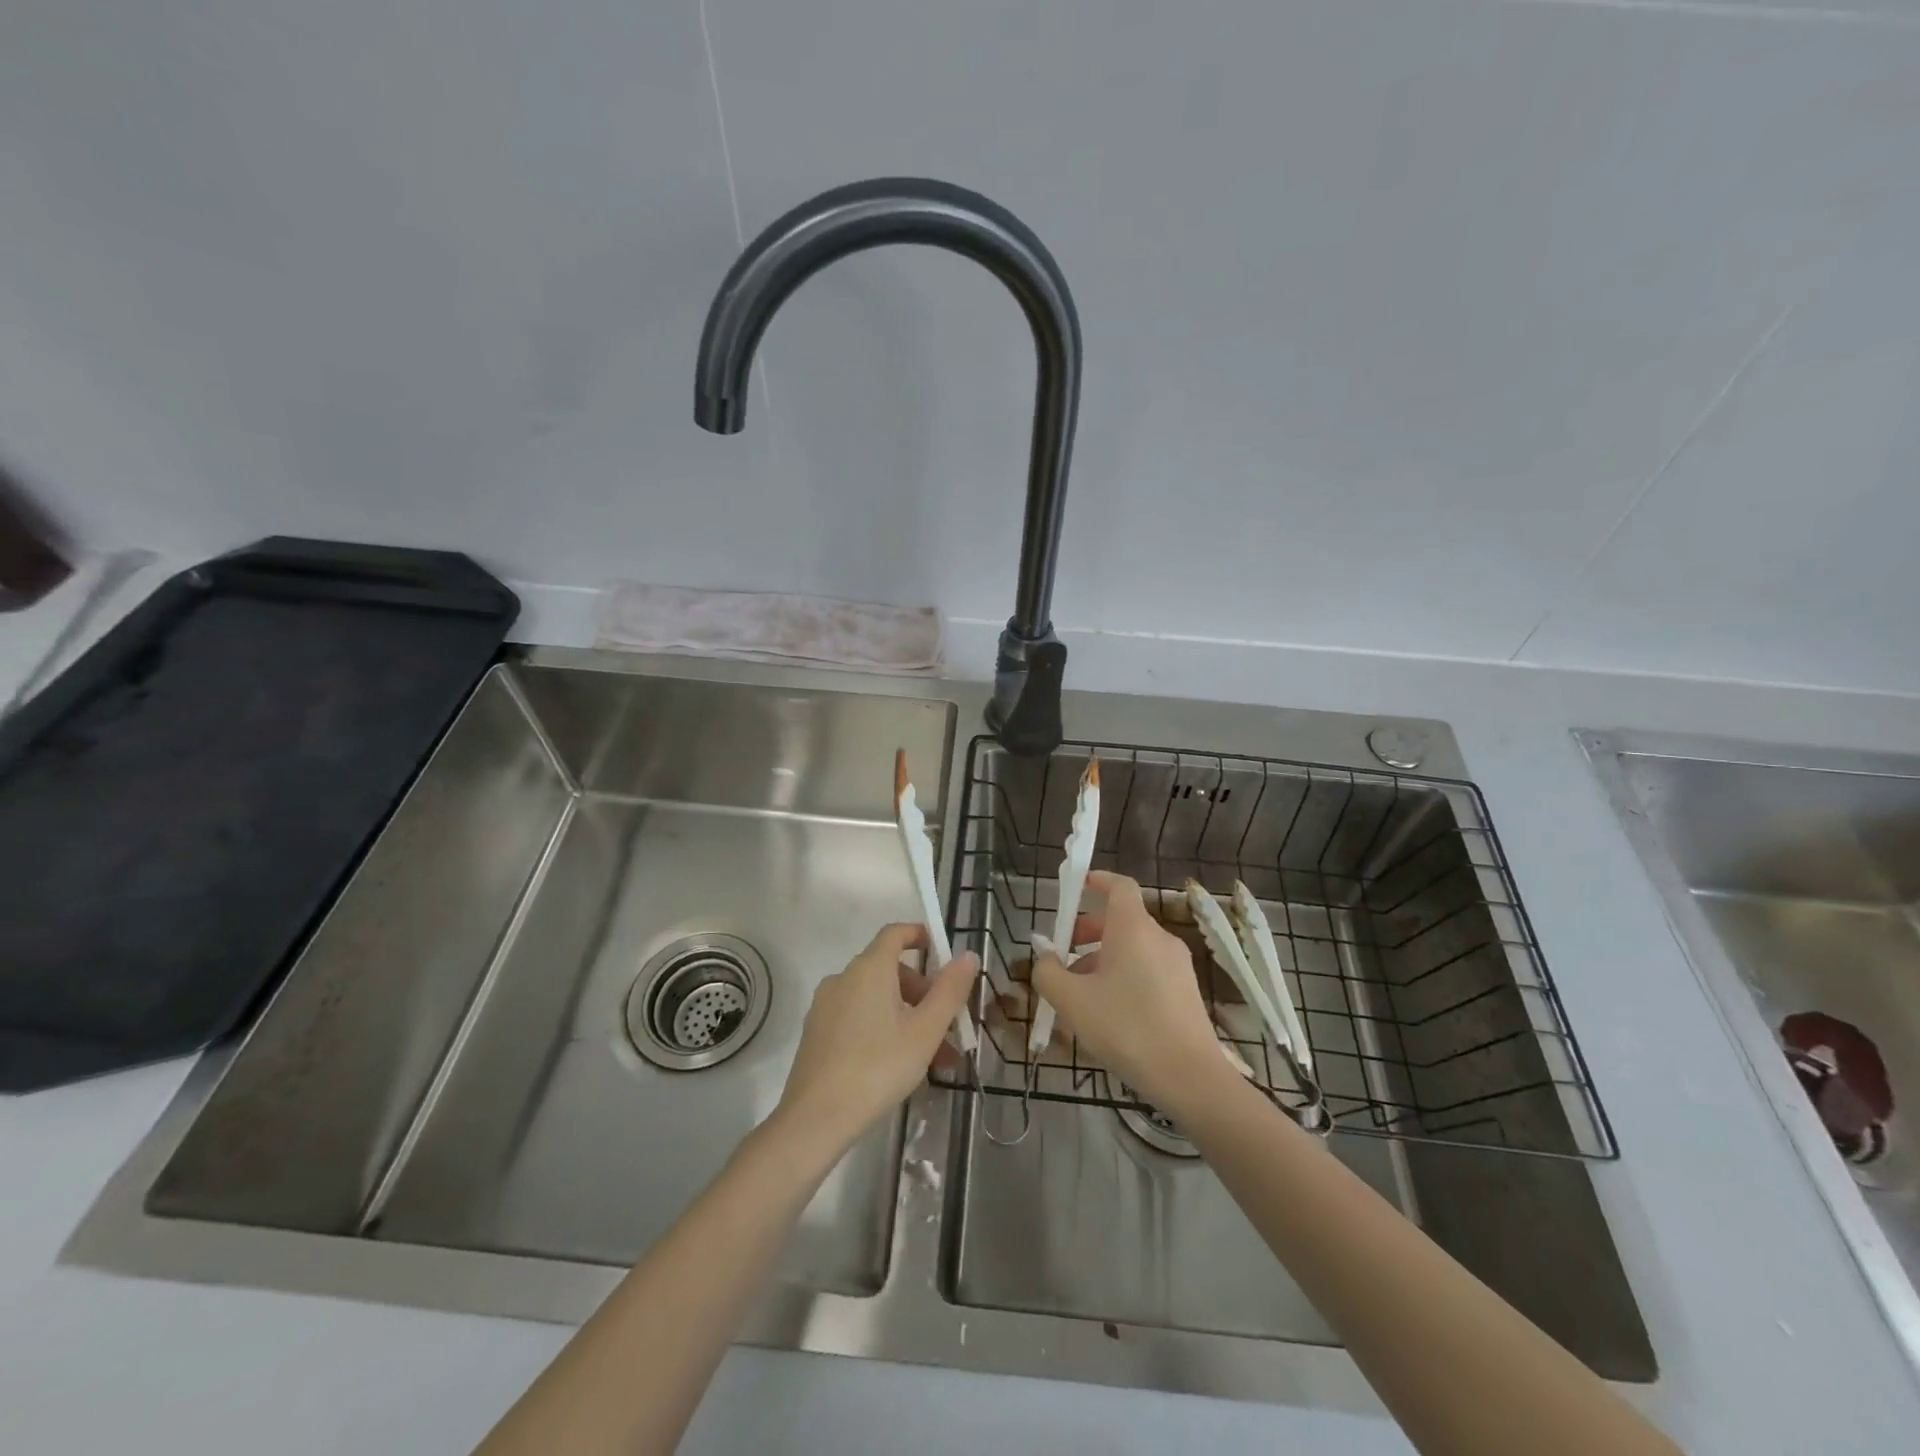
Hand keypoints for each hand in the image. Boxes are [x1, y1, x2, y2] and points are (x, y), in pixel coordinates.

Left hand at [775, 924, 978, 1153]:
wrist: (815, 1118)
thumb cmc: (878, 1067)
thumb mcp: (925, 1031)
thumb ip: (949, 991)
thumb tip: (967, 955)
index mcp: (870, 969)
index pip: (895, 933)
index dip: (918, 935)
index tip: (940, 952)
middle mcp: (844, 978)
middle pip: (888, 970)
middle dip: (922, 992)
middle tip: (946, 1026)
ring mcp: (825, 1006)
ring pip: (875, 999)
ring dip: (906, 1017)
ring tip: (933, 1059)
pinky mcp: (816, 1033)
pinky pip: (857, 1017)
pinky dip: (881, 1028)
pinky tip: (898, 1066)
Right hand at [1032, 871, 1229, 1114]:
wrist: (1189, 1077)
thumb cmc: (1126, 1028)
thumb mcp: (1072, 1001)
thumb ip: (1048, 972)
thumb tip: (1045, 956)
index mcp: (1133, 928)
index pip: (1119, 886)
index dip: (1098, 881)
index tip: (1077, 887)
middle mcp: (1159, 938)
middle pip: (1121, 920)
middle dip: (1088, 931)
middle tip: (1063, 955)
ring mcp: (1177, 965)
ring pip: (1133, 949)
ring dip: (1102, 959)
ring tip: (1079, 994)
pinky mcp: (1186, 991)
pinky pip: (1147, 970)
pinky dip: (1124, 977)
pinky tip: (1108, 1013)